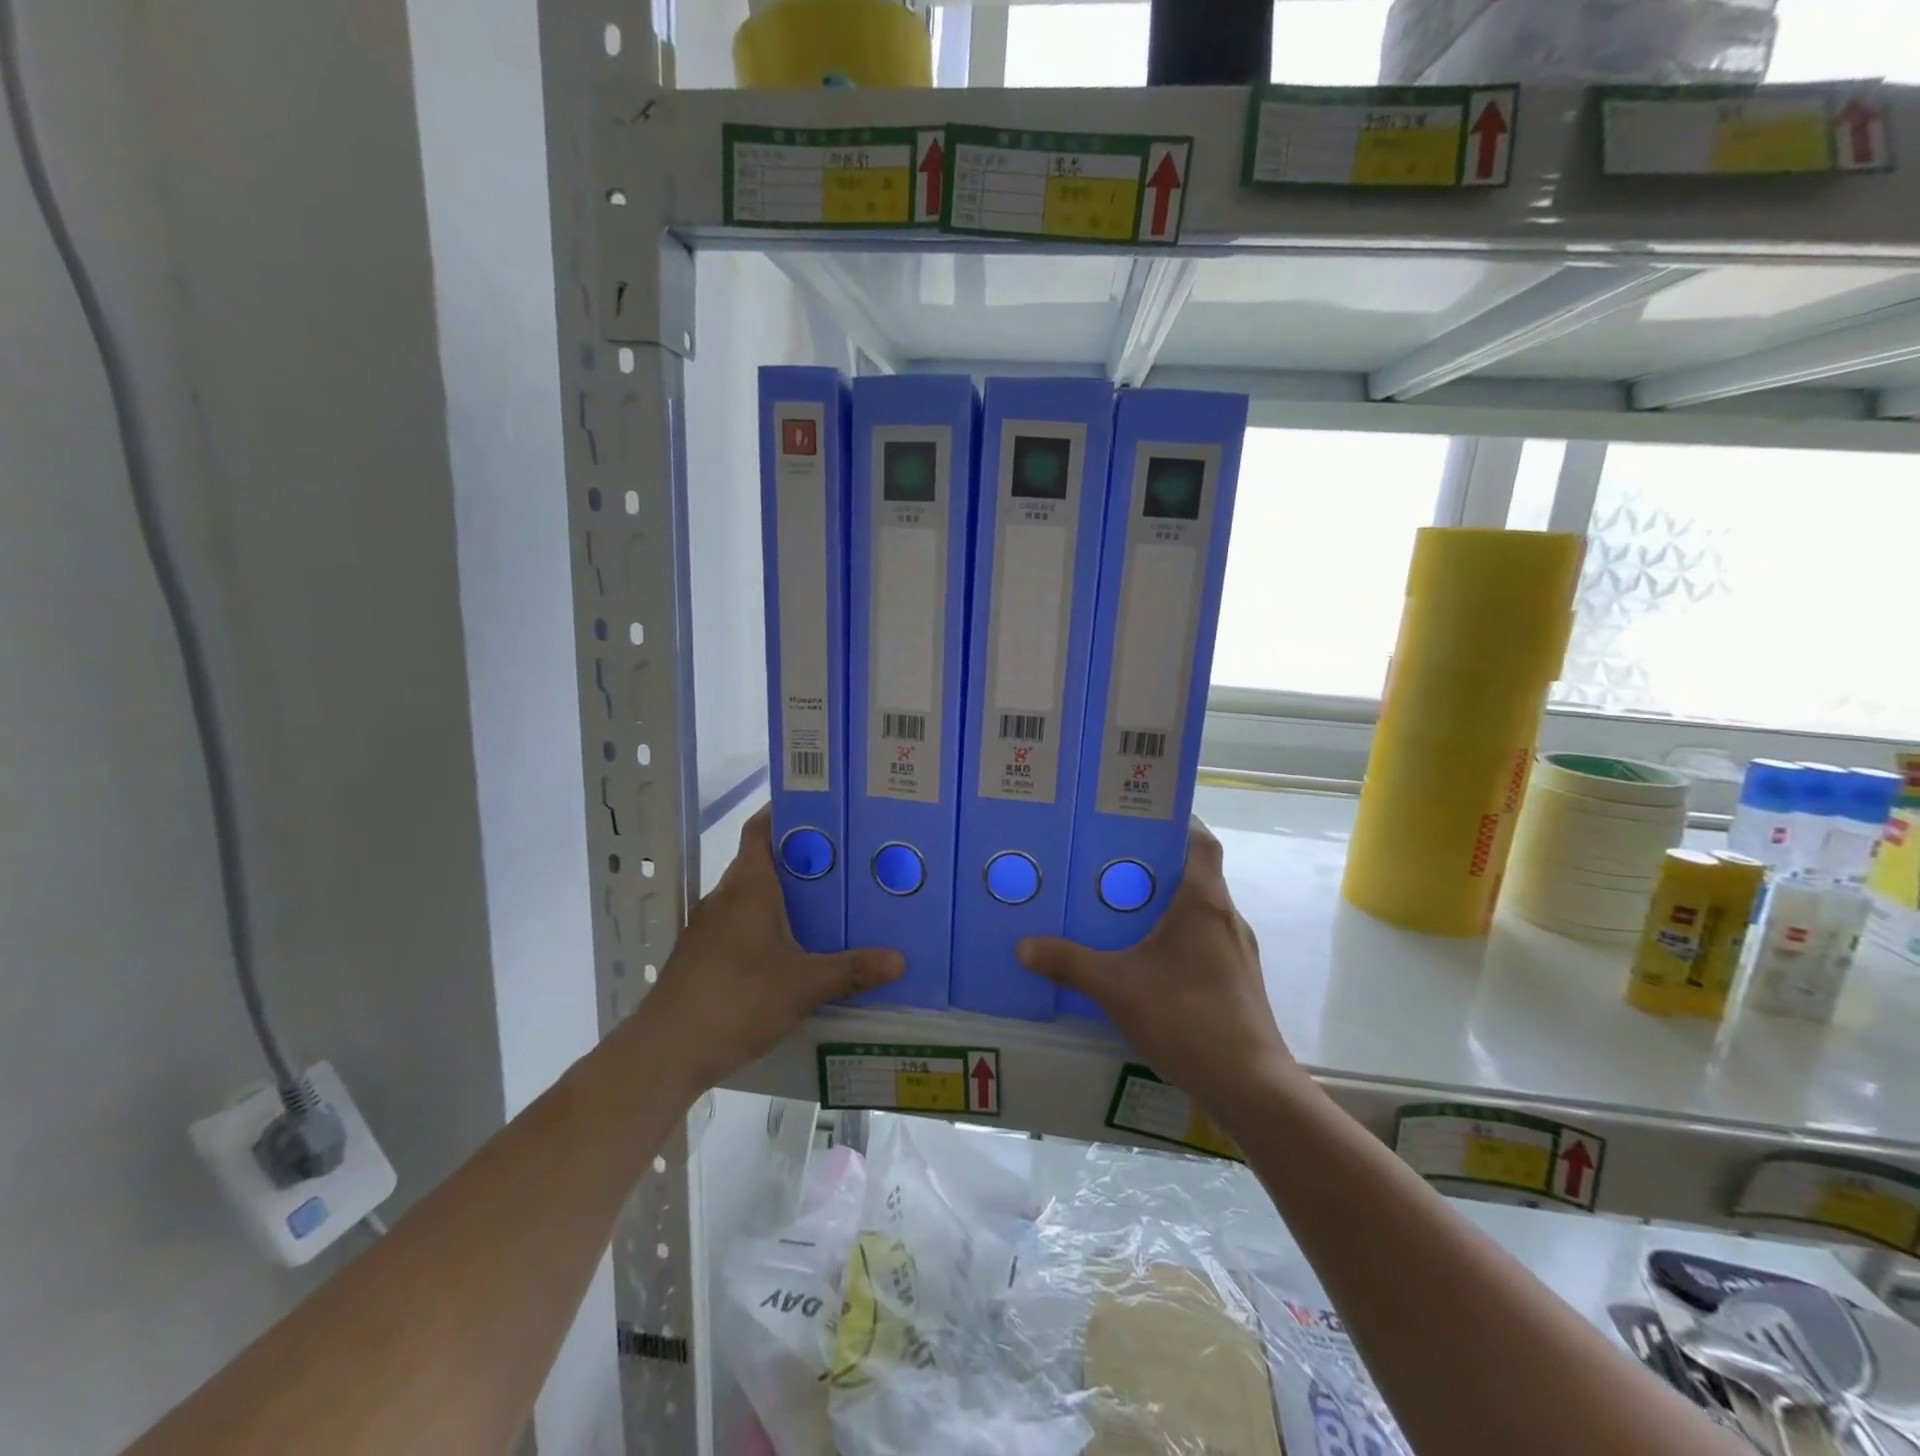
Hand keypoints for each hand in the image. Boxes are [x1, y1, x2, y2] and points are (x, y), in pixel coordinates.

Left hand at [639, 807, 902, 1091]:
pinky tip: (793, 949)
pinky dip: (766, 925)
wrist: (667, 1050)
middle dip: (800, 859)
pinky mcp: (701, 955)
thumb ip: (851, 970)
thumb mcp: (804, 985)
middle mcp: (725, 897)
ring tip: (827, 903)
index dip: (785, 813)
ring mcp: (709, 927)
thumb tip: (900, 959)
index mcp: (748, 886)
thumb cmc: (738, 1000)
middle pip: (762, 861)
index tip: (821, 809)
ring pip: (751, 896)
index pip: (761, 830)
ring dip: (783, 895)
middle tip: (845, 862)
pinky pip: (740, 924)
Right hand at [1016, 819, 1299, 1119]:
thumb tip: (1023, 946)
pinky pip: (1203, 941)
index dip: (1177, 821)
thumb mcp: (1117, 987)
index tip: (1139, 817)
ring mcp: (1237, 952)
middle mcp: (1226, 917)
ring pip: (1199, 911)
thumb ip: (1069, 964)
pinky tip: (1145, 961)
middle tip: (1108, 865)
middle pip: (1195, 874)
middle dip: (1154, 866)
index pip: (1201, 841)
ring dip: (1165, 905)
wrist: (1250, 1087)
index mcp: (1203, 902)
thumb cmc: (1186, 1018)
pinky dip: (1176, 938)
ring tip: (1119, 910)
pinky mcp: (1237, 981)